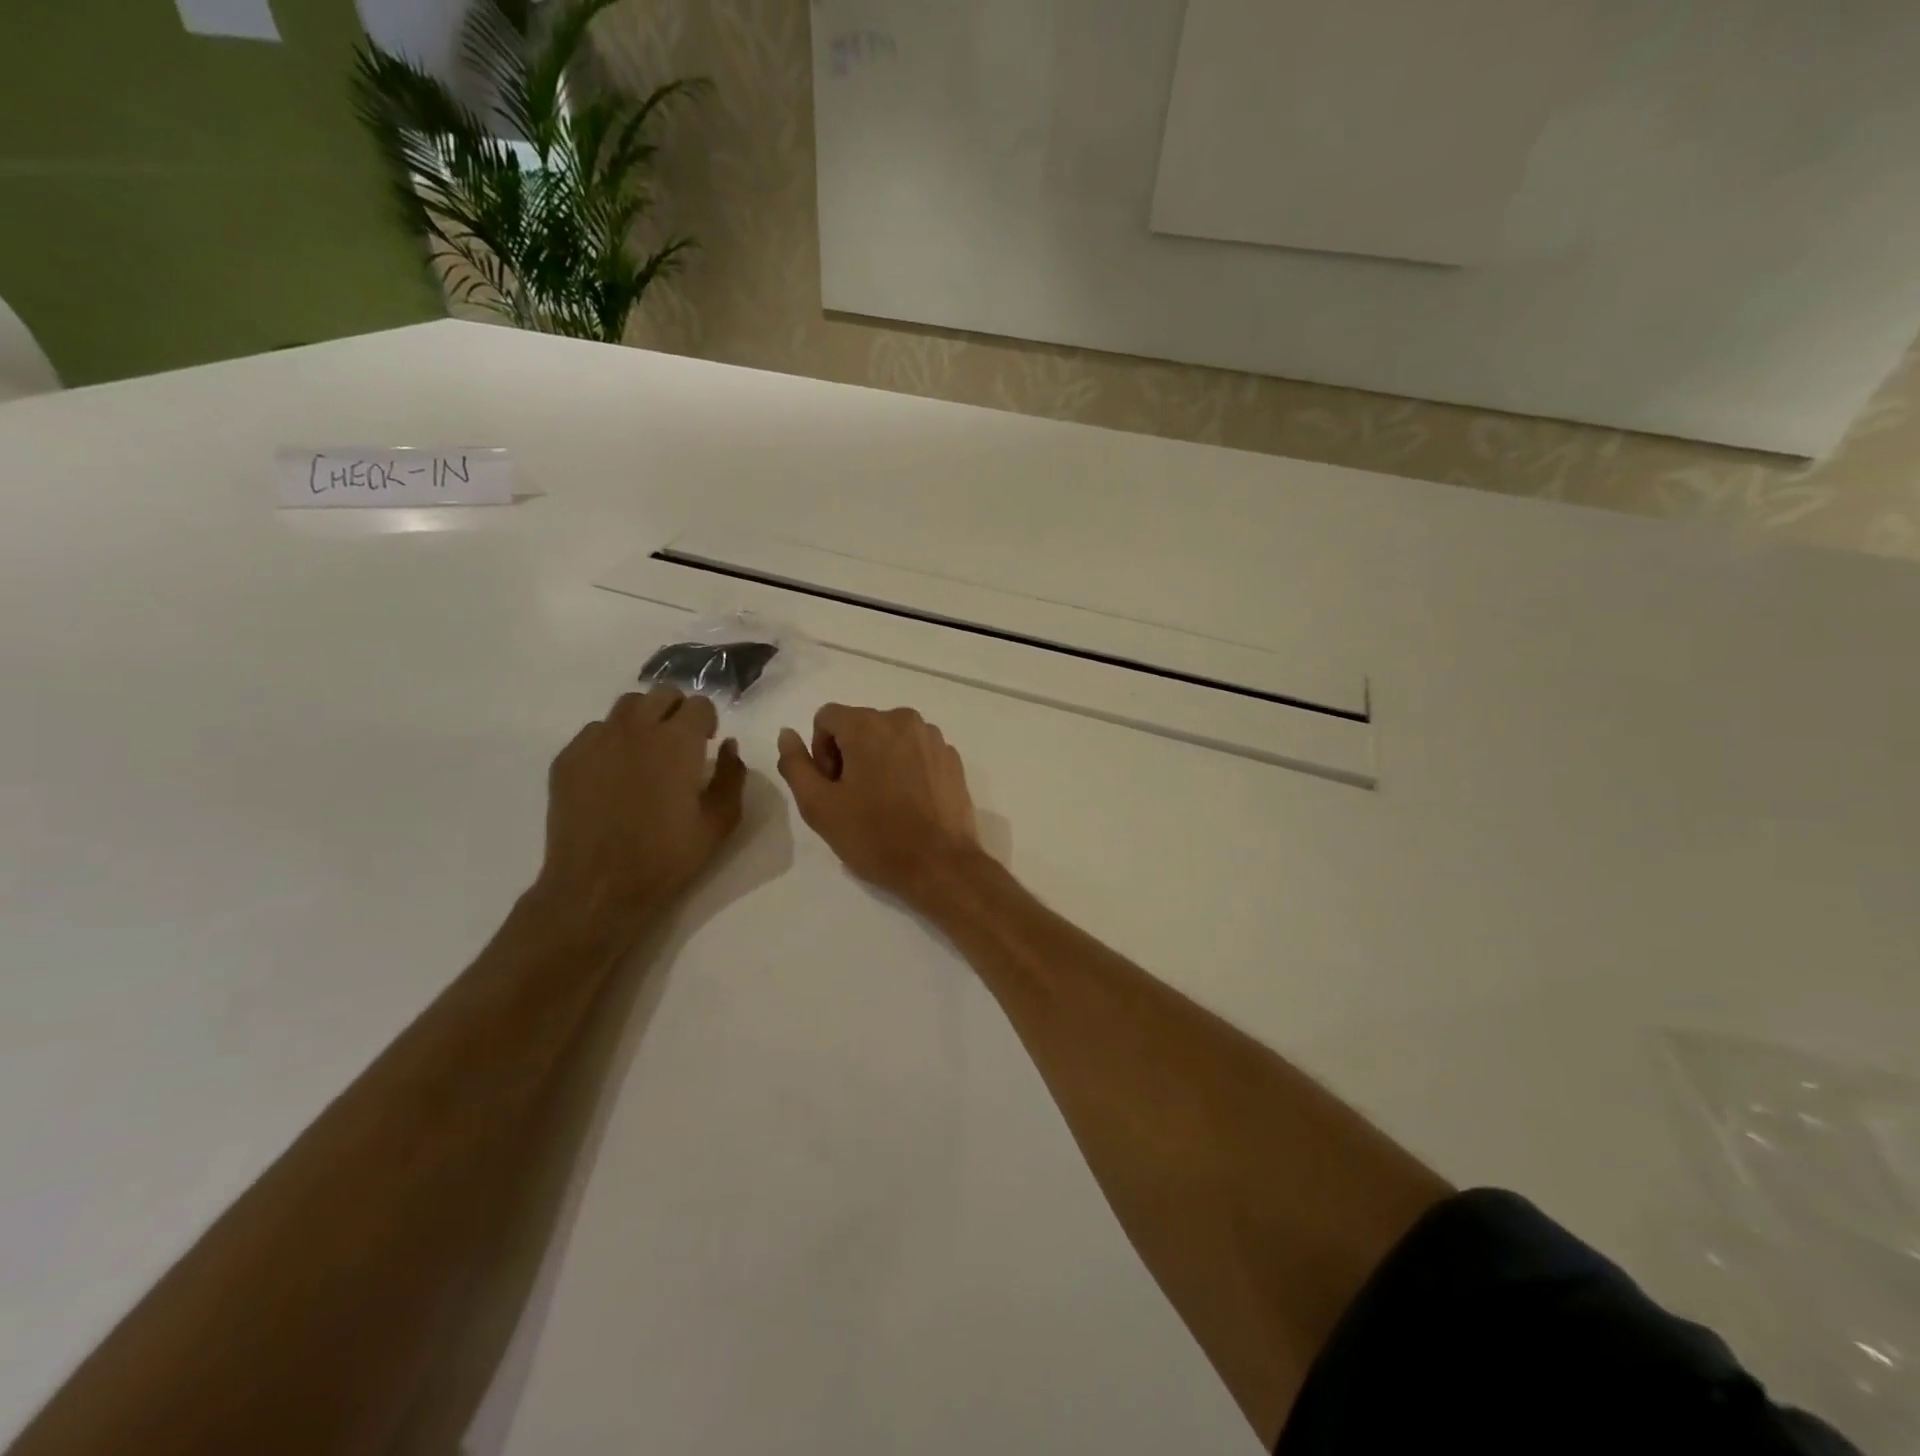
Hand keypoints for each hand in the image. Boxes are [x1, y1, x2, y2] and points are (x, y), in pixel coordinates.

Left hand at [534, 686, 746, 942]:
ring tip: (646, 751)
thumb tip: (729, 746)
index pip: (699, 704)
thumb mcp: (720, 822)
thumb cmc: (667, 857)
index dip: (708, 721)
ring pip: (626, 706)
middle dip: (677, 711)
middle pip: (662, 694)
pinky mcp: (568, 758)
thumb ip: (732, 776)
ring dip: (644, 719)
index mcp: (678, 741)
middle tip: (680, 744)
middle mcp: (636, 729)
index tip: (707, 744)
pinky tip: (614, 772)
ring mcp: (597, 740)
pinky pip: (594, 731)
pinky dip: (611, 740)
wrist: (598, 887)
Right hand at [777, 704, 981, 905]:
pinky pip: (917, 751)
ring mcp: (933, 737)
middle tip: (854, 799)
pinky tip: (909, 804)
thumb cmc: (874, 836)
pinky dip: (907, 769)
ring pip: (890, 738)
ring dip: (879, 761)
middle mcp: (903, 719)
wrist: (940, 864)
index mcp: (868, 725)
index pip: (826, 718)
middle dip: (849, 755)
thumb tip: (787, 733)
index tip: (832, 787)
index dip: (820, 752)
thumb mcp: (818, 806)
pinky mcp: (952, 758)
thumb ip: (795, 764)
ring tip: (883, 803)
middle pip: (860, 725)